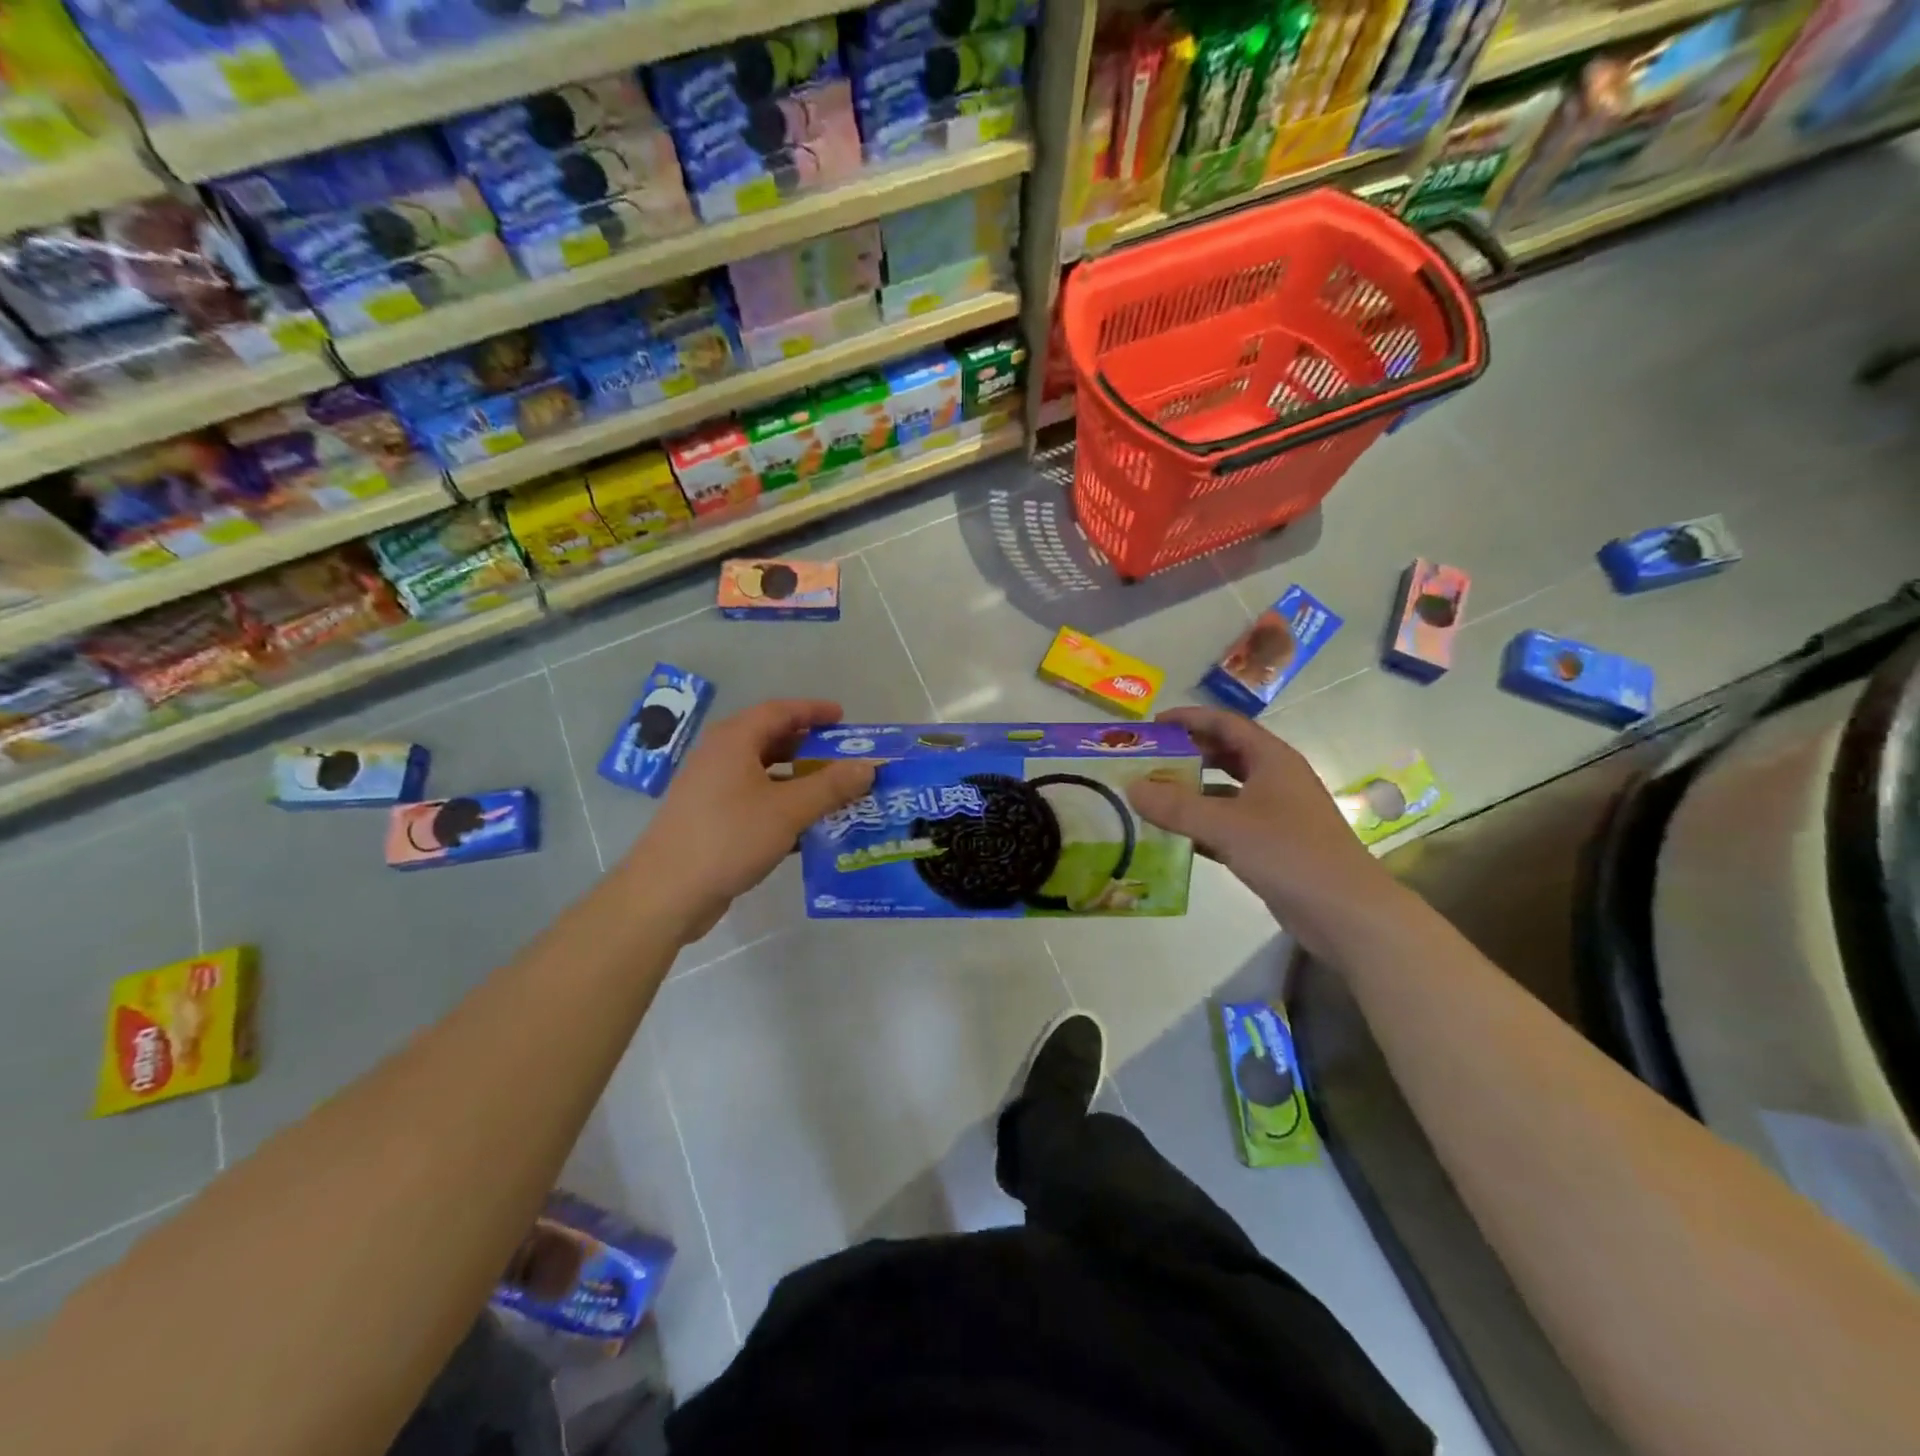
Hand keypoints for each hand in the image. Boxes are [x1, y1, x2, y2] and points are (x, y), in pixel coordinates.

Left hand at [628, 699, 874, 942]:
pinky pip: (755, 801)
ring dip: (798, 780)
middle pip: (771, 740)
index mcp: (734, 741)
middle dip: (809, 747)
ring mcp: (712, 789)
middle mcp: (720, 757)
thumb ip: (831, 786)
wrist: (667, 892)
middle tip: (844, 758)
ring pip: (763, 774)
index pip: (779, 711)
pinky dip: (782, 806)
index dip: (813, 711)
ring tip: (833, 792)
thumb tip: (868, 766)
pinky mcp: (711, 819)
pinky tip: (807, 828)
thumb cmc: (729, 837)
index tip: (843, 718)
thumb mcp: (788, 810)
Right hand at [1125, 706, 1395, 953]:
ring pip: (1225, 792)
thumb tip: (1130, 787)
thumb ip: (1176, 806)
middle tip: (1148, 761)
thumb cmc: (1290, 854)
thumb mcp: (1227, 825)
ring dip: (1191, 792)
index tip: (1153, 725)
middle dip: (1187, 755)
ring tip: (1151, 796)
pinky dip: (1202, 825)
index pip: (1226, 723)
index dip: (1190, 718)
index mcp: (1272, 759)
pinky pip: (1228, 825)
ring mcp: (1276, 814)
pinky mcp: (1271, 846)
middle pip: (1226, 755)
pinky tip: (1173, 836)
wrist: (1346, 913)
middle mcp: (1275, 779)